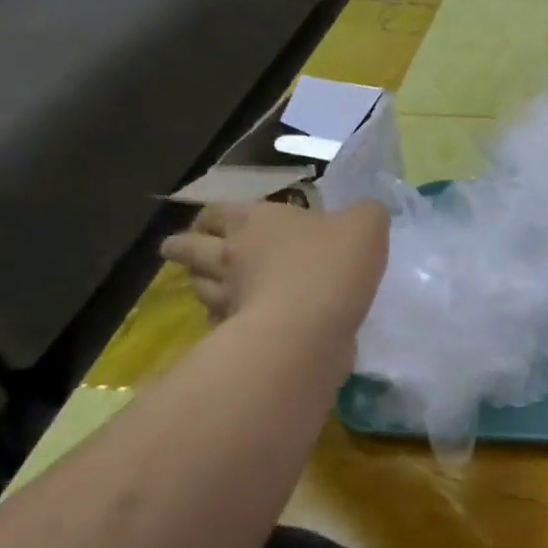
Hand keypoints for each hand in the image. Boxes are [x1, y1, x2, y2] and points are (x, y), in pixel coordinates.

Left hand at [160, 199, 388, 333]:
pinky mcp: (236, 336)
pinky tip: (233, 324)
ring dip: (199, 284)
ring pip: (200, 287)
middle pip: (191, 248)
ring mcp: (229, 298)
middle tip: (181, 250)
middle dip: (183, 247)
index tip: (209, 220)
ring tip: (206, 286)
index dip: (213, 215)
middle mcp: (232, 255)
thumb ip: (365, 213)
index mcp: (256, 221)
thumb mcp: (366, 225)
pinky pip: (219, 324)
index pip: (219, 211)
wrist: (308, 328)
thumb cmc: (332, 265)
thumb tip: (364, 212)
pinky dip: (222, 322)